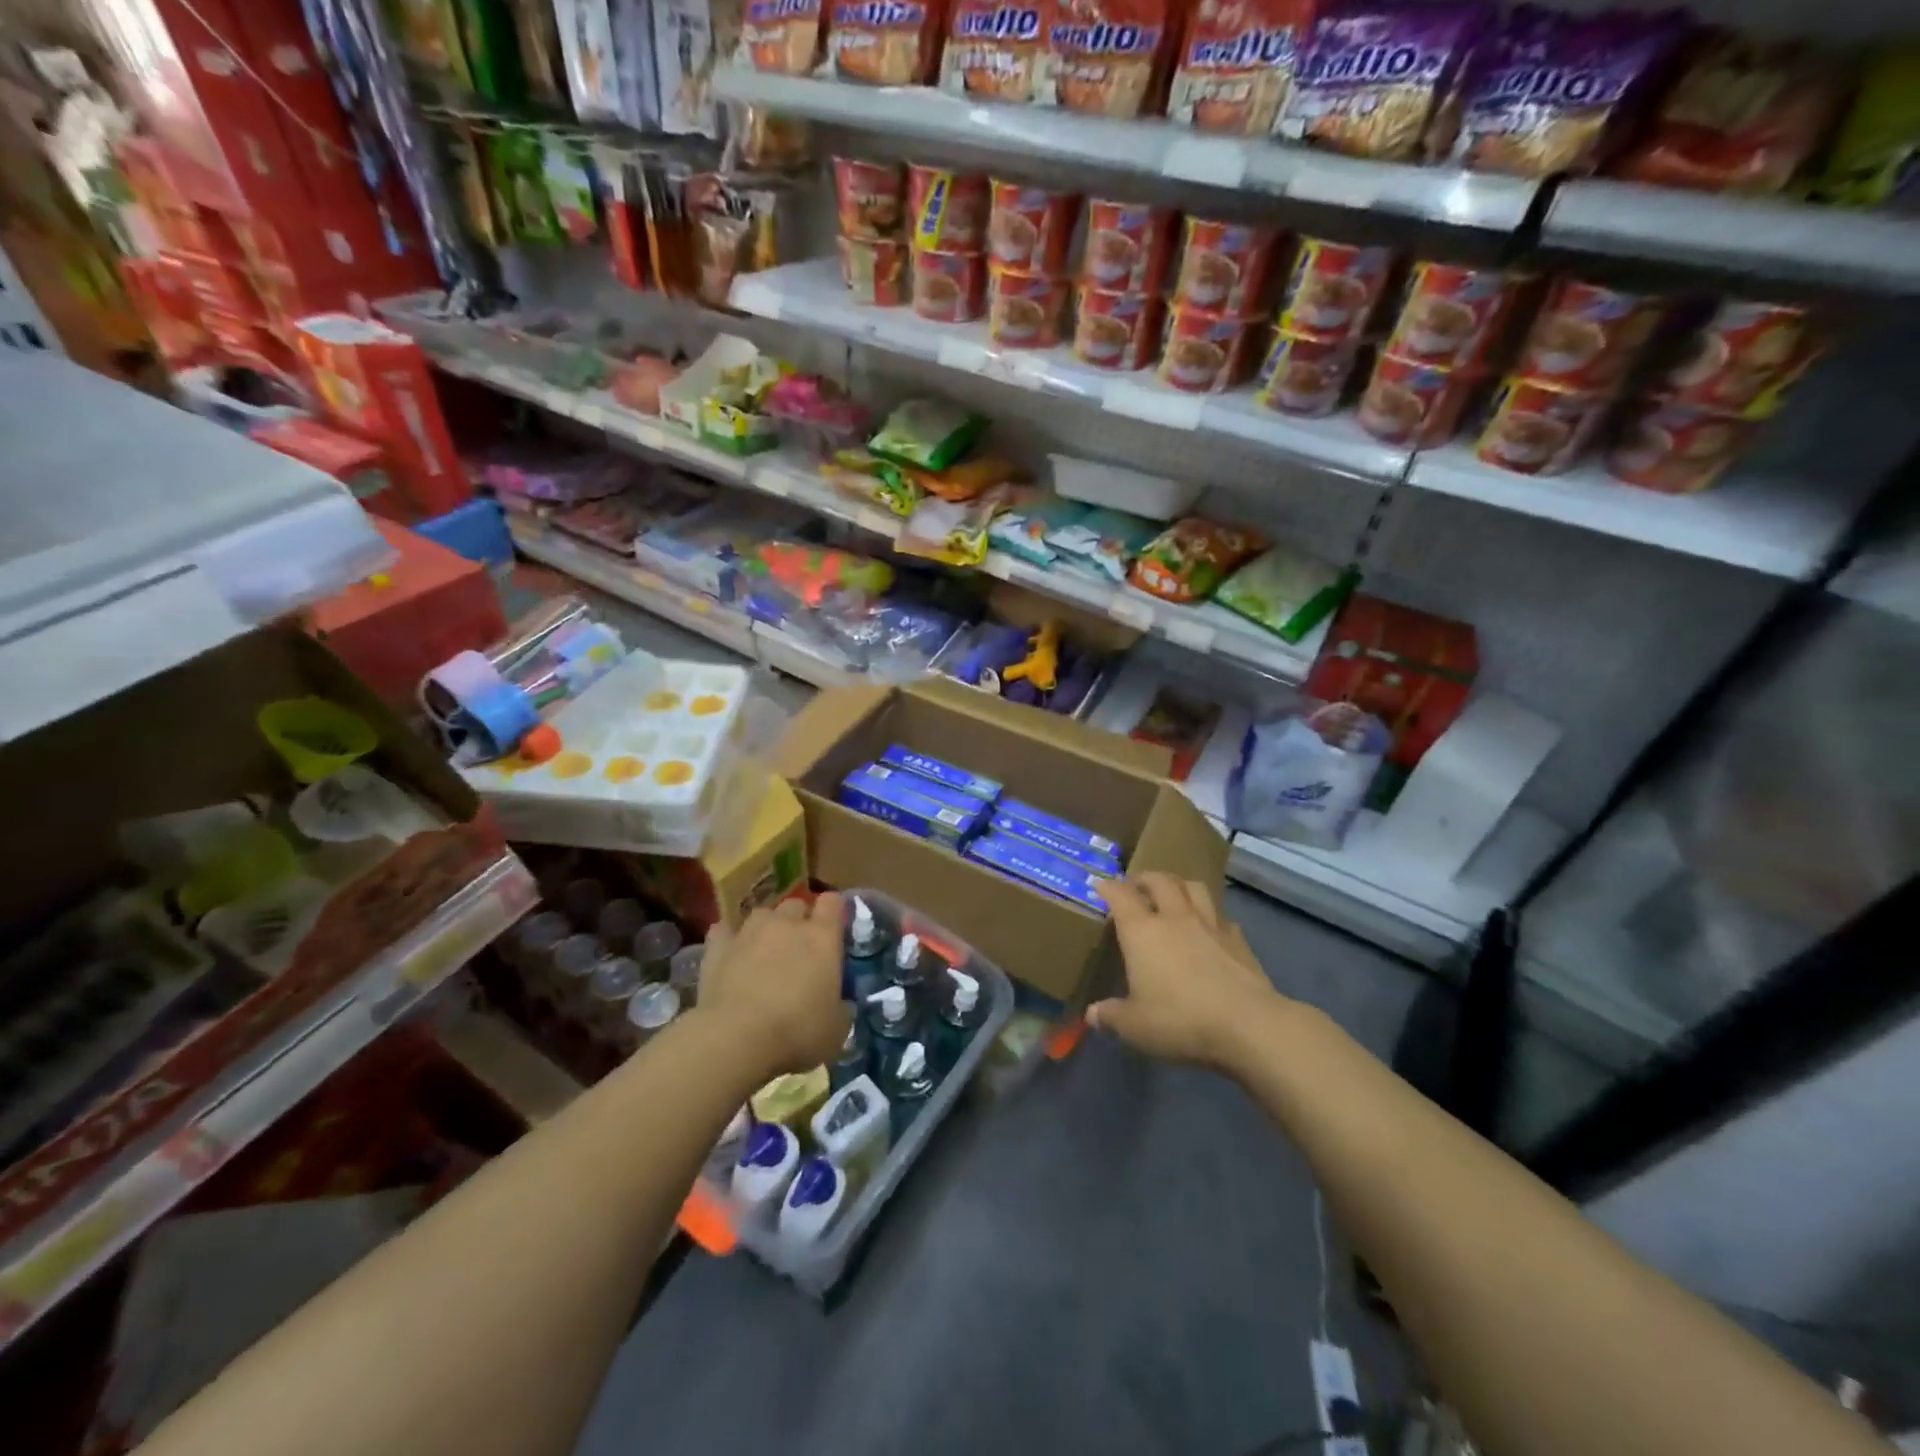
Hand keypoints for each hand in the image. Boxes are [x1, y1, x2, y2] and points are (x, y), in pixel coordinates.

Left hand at [695, 893, 850, 1077]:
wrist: (735, 1039)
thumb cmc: (797, 1032)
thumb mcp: (837, 1029)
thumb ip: (841, 1007)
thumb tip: (839, 1005)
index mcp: (823, 937)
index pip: (832, 902)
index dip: (833, 911)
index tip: (833, 929)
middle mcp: (787, 924)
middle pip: (796, 904)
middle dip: (799, 920)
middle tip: (798, 949)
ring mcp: (749, 931)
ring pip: (762, 914)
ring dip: (766, 929)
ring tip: (763, 953)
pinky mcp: (717, 947)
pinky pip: (724, 932)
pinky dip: (729, 941)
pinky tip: (730, 957)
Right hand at [1090, 873, 1278, 1068]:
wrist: (1248, 1025)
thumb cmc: (1180, 1020)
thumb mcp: (1135, 1026)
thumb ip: (1111, 1017)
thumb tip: (1093, 1015)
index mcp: (1142, 932)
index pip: (1121, 896)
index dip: (1108, 887)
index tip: (1100, 884)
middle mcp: (1175, 919)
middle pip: (1160, 881)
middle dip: (1145, 879)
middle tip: (1137, 887)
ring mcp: (1210, 925)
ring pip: (1194, 888)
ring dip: (1179, 885)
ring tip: (1173, 895)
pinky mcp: (1238, 940)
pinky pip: (1221, 916)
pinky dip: (1211, 916)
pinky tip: (1210, 929)